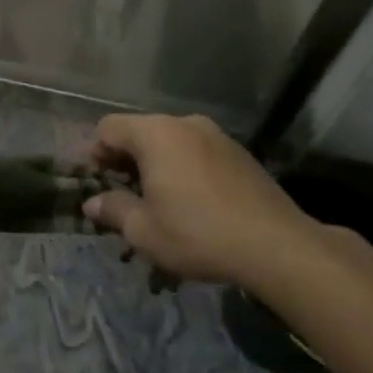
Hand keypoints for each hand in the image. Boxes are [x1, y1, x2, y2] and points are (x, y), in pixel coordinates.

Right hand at [81, 113, 329, 291]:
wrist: (279, 247)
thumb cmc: (198, 233)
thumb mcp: (143, 230)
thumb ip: (113, 209)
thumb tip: (93, 203)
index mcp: (155, 134)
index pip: (108, 128)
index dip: (94, 153)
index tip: (95, 182)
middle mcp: (185, 124)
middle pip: (140, 132)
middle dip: (124, 160)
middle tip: (120, 194)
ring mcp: (217, 137)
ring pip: (170, 142)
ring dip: (155, 165)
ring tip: (156, 200)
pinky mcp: (240, 154)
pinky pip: (197, 153)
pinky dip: (183, 169)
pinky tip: (189, 202)